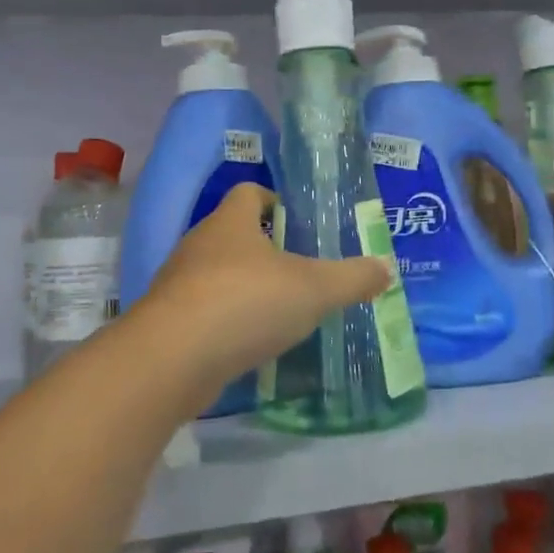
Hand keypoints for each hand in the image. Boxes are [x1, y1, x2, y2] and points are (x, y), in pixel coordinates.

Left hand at [135, 183, 391, 388]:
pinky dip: (226, 321)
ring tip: (279, 310)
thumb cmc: (246, 303)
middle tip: (300, 271)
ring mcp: (178, 283)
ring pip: (217, 274)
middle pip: (233, 233)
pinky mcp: (168, 321)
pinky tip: (249, 343)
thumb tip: (385, 268)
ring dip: (244, 287)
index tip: (298, 224)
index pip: (249, 193)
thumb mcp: (313, 290)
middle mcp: (199, 243)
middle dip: (264, 249)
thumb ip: (352, 278)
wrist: (171, 360)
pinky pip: (203, 311)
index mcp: (230, 221)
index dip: (274, 202)